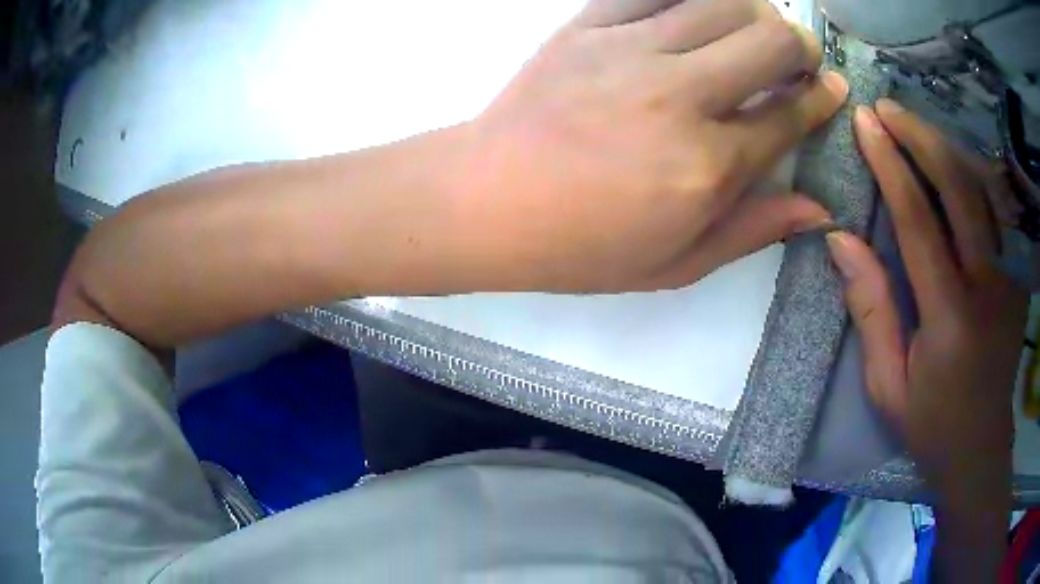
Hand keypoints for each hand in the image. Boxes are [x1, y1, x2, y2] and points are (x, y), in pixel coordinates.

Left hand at [463, 0, 847, 291]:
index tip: (832, 88)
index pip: (789, 115)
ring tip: (754, 28)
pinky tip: (696, 9)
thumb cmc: (581, 246)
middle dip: (799, 45)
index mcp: (708, 166)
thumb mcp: (677, 263)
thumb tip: (818, 208)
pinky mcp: (588, 26)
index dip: (821, 98)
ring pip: (721, 1)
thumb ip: (754, 230)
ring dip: (754, 10)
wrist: (488, 201)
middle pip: (769, 41)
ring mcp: (631, 51)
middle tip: (797, 56)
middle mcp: (680, 97)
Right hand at [827, 100, 1027, 506]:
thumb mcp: (888, 385)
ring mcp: (1010, 277)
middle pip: (959, 188)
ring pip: (983, 188)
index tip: (865, 124)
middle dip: (921, 137)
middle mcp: (988, 288)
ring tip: (914, 124)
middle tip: (887, 107)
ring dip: (947, 146)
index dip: (891, 165)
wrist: (980, 447)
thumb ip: (870, 311)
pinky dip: (973, 172)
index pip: (919, 221)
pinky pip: (997, 207)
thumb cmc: (931, 423)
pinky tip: (951, 157)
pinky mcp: (1018, 275)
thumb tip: (840, 239)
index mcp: (950, 320)